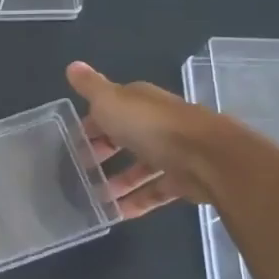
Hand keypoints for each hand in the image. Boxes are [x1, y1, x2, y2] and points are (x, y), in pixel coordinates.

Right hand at [67, 60, 212, 216]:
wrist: (207, 157)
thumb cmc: (151, 126)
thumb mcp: (111, 101)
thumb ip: (90, 87)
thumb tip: (72, 65)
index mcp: (140, 103)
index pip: (110, 110)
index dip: (90, 125)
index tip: (71, 142)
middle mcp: (157, 124)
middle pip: (124, 139)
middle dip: (102, 154)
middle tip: (77, 172)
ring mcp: (171, 153)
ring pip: (139, 168)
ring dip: (117, 182)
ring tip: (93, 198)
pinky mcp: (182, 180)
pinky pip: (154, 192)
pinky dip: (136, 202)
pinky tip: (116, 214)